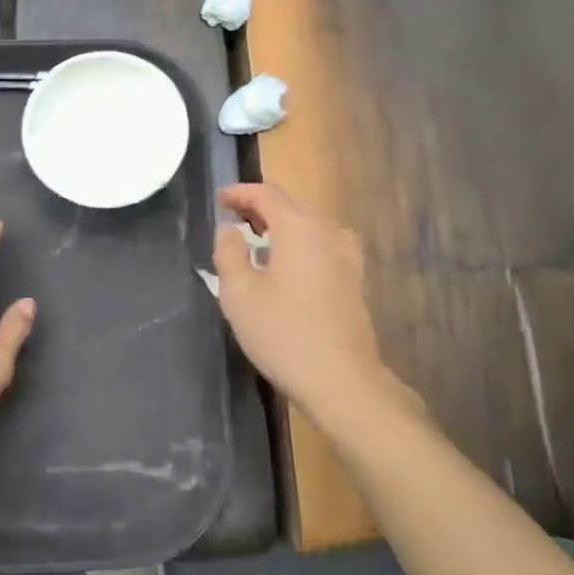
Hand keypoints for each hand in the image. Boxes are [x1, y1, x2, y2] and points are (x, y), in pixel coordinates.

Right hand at [213, 183, 398, 431]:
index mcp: (300, 227)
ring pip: (308, 227)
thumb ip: (229, 252)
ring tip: (256, 241)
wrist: (343, 382)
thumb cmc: (284, 334)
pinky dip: (298, 245)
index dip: (239, 192)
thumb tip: (230, 229)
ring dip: (280, 227)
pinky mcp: (354, 279)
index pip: (266, 194)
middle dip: (259, 208)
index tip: (219, 199)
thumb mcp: (240, 294)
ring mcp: (347, 256)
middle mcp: (328, 232)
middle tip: (232, 219)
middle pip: (290, 207)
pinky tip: (285, 267)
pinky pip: (320, 247)